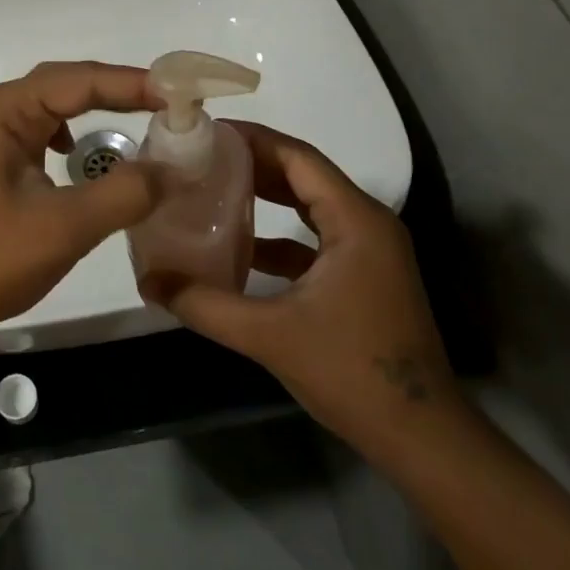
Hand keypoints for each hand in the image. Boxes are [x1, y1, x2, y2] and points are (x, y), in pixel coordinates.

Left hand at [0, 62, 163, 347]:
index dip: (132, 84)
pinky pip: (47, 130)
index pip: (78, 81)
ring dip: (100, 107)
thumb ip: (123, 193)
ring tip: (145, 114)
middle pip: (68, 84)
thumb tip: (175, 168)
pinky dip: (78, 132)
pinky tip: (87, 154)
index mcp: (4, 110)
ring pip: (58, 105)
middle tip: (171, 101)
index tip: (181, 95)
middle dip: (120, 89)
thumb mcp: (64, 227)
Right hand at [161, 121, 463, 458]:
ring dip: (266, 195)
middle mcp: (366, 224)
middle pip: (304, 175)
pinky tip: (240, 246)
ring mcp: (368, 251)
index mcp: (355, 221)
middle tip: (201, 156)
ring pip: (310, 206)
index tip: (208, 132)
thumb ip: (206, 305)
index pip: (298, 158)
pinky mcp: (363, 276)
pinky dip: (279, 235)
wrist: (420, 437)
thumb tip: (149, 282)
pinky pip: (314, 238)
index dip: (253, 139)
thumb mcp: (270, 335)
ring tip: (213, 187)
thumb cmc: (352, 372)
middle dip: (254, 163)